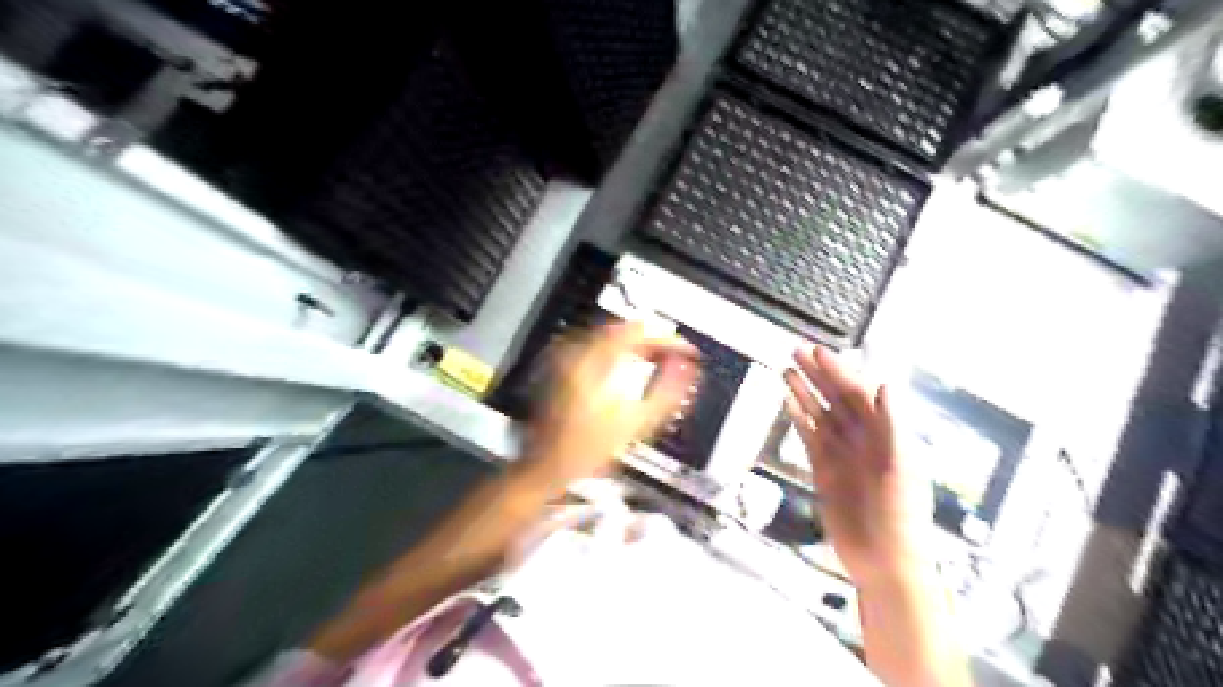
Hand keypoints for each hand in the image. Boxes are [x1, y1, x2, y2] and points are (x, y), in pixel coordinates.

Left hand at [522, 322, 697, 487]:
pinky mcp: (559, 364)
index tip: (686, 351)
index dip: (668, 338)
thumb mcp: (636, 423)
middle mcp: (575, 350)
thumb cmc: (587, 449)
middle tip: (675, 355)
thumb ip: (668, 391)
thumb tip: (688, 367)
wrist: (545, 465)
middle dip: (653, 340)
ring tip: (658, 360)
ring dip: (636, 346)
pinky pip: (595, 346)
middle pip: (623, 329)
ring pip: (610, 336)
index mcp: (593, 360)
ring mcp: (564, 356)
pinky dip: (618, 352)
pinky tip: (630, 368)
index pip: (638, 331)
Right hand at [784, 346, 927, 586]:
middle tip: (796, 350)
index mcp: (886, 434)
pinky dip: (798, 418)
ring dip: (805, 391)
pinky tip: (788, 401)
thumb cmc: (899, 517)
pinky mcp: (824, 469)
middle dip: (818, 374)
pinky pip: (810, 436)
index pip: (859, 394)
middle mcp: (863, 437)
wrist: (883, 561)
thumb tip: (886, 385)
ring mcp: (842, 452)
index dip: (839, 371)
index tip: (819, 352)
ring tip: (786, 369)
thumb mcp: (901, 470)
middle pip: (837, 398)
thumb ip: (893, 427)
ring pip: (821, 414)